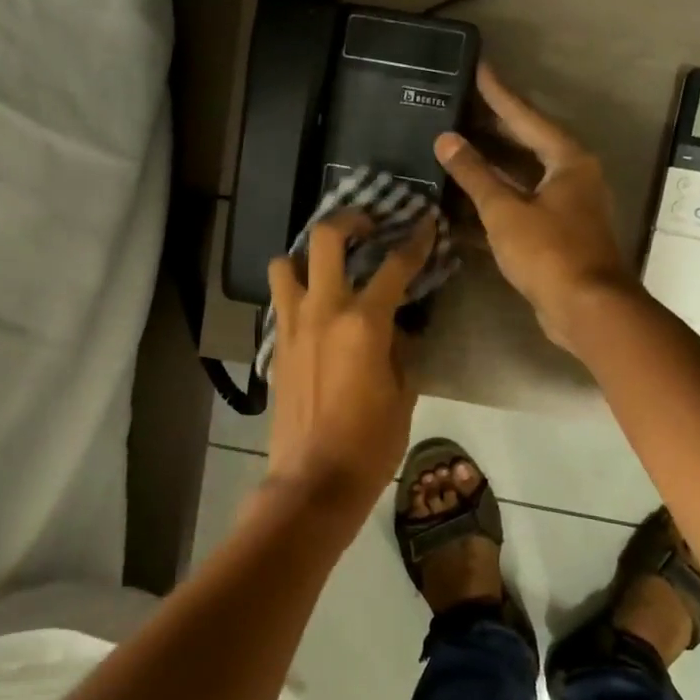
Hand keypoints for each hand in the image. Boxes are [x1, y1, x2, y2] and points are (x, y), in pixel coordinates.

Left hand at [264, 211, 435, 511]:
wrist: (313, 480)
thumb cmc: (370, 443)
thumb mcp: (404, 394)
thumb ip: (403, 351)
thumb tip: (399, 328)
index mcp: (364, 323)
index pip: (395, 266)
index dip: (415, 241)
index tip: (425, 223)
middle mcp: (323, 311)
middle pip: (326, 239)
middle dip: (349, 219)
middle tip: (367, 222)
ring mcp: (292, 326)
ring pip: (285, 264)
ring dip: (306, 255)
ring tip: (327, 264)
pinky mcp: (275, 346)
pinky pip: (281, 302)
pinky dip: (295, 292)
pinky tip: (314, 308)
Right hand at [435, 63, 637, 349]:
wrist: (586, 309)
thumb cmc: (550, 251)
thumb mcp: (506, 210)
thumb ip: (474, 174)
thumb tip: (447, 140)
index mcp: (568, 160)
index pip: (526, 116)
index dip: (499, 93)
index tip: (479, 68)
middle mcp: (573, 177)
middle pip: (527, 144)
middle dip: (494, 129)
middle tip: (461, 109)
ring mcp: (567, 208)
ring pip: (522, 179)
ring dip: (490, 170)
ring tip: (455, 151)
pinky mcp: (558, 236)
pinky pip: (521, 208)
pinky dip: (495, 205)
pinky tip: (463, 206)